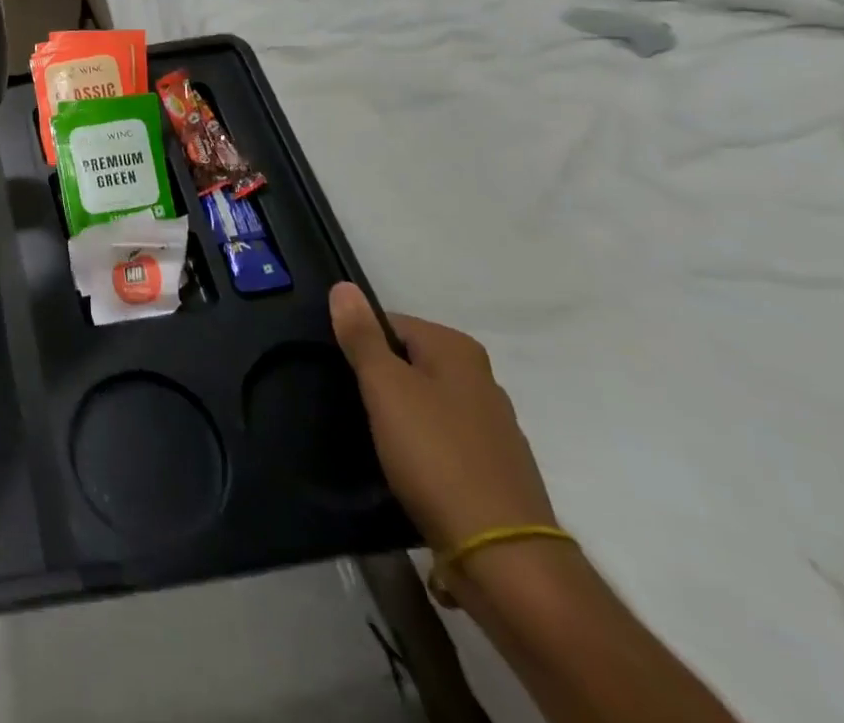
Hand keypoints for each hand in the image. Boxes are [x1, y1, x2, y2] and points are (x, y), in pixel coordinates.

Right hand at [330, 283, 554, 555]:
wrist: (502, 557)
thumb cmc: (436, 455)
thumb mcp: (385, 386)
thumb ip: (361, 336)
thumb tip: (344, 286)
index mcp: (458, 350)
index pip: (390, 323)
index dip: (360, 344)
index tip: (341, 373)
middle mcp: (481, 379)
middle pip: (409, 362)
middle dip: (380, 380)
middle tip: (353, 405)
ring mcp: (493, 427)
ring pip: (425, 403)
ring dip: (399, 416)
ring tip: (373, 439)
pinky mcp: (493, 469)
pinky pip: (442, 441)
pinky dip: (421, 449)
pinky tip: (405, 468)